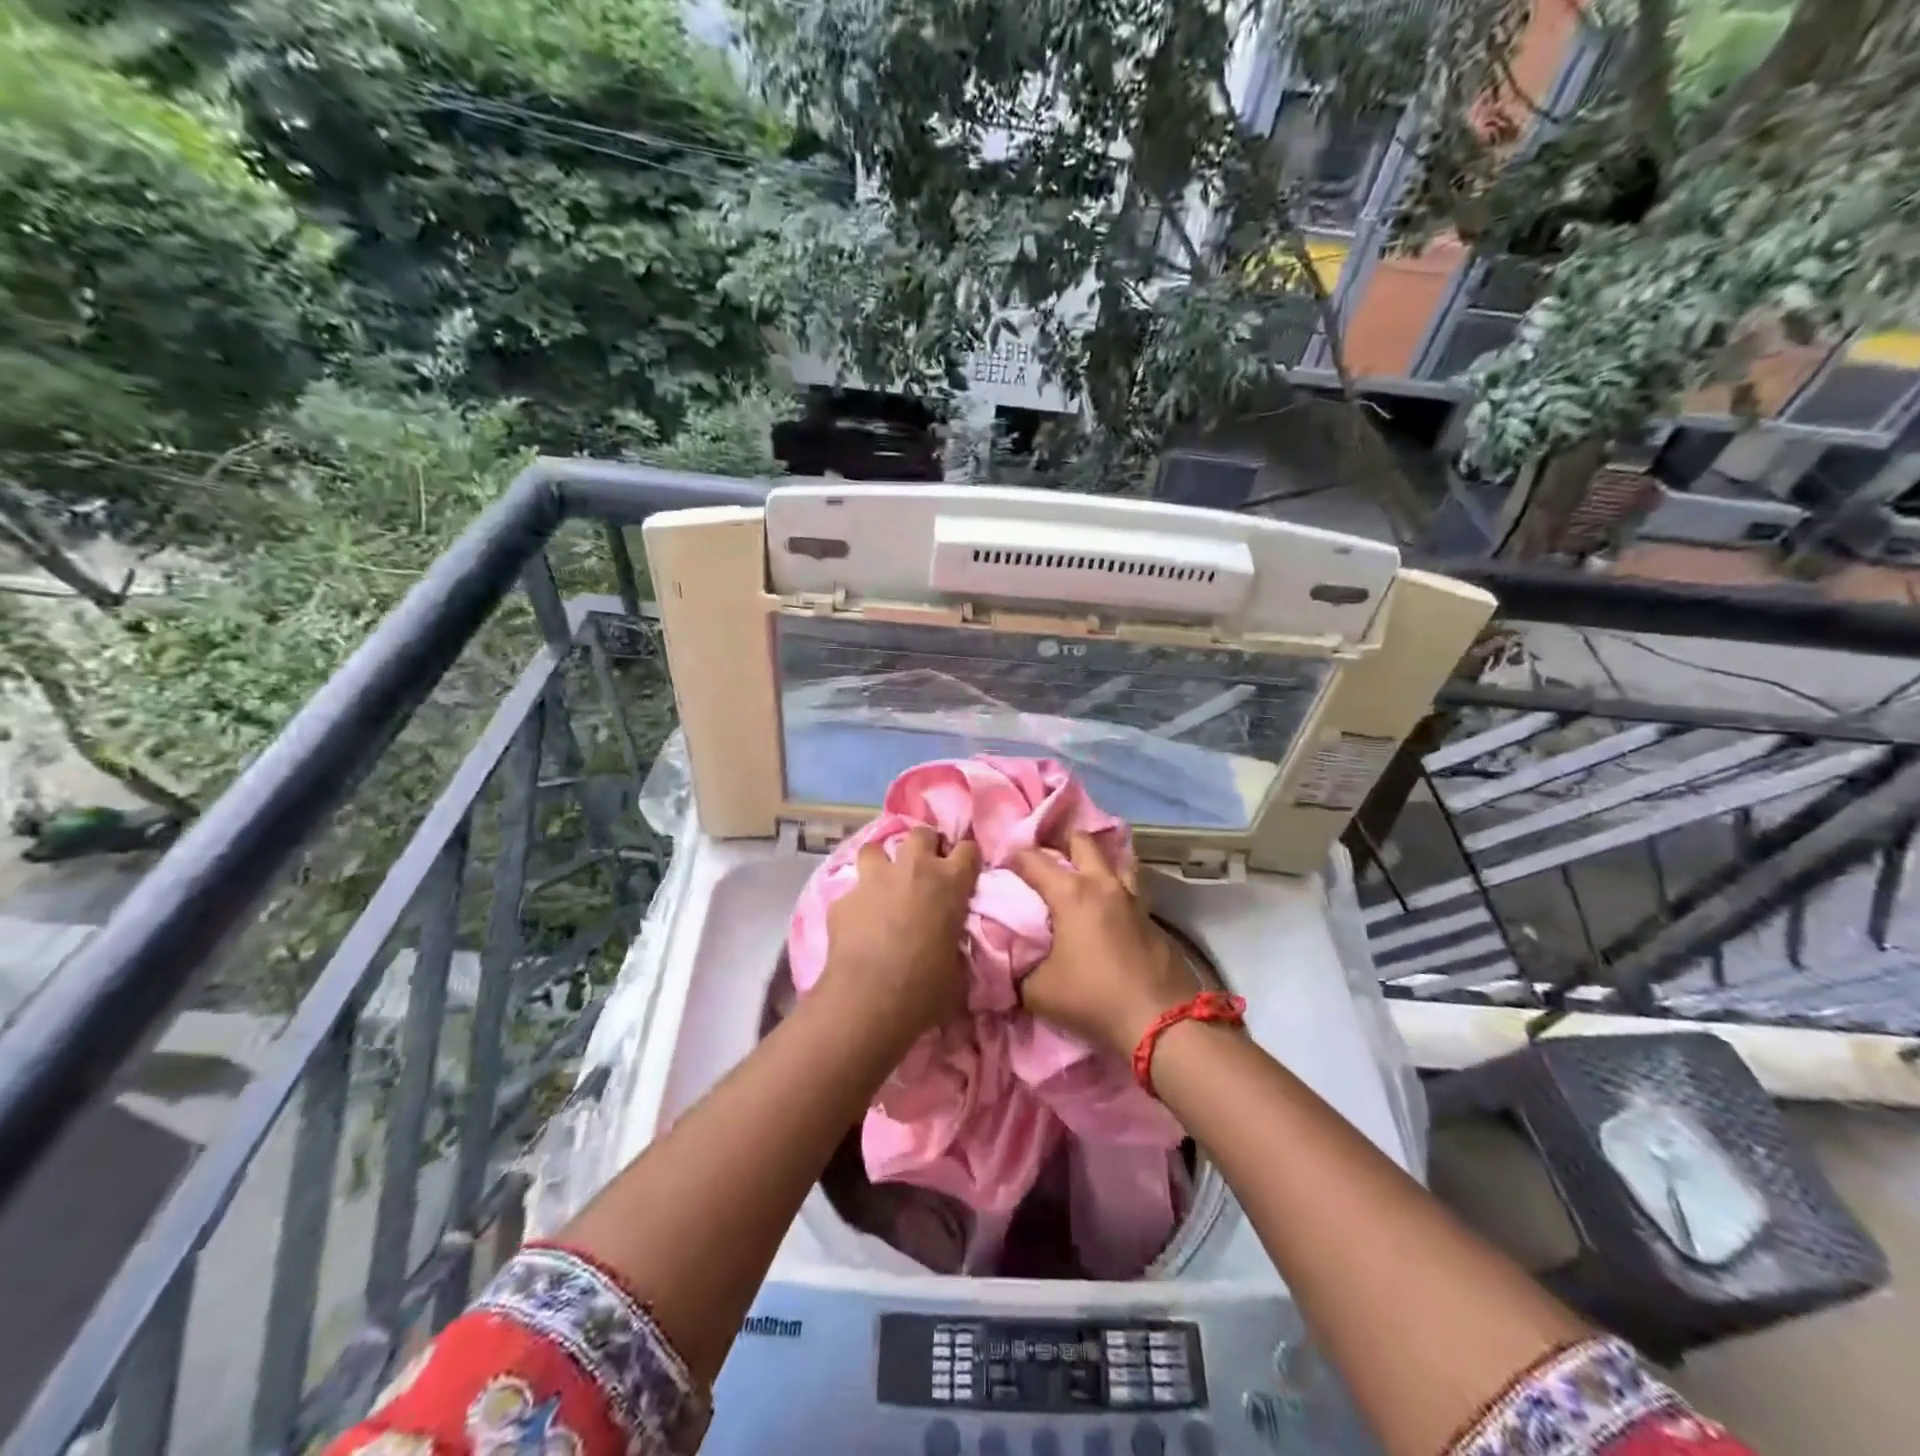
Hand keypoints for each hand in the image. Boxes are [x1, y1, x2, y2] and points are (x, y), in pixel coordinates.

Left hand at [821, 826, 979, 1041]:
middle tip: (924, 871)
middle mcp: (913, 869)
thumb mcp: (958, 971)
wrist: (868, 1000)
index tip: (963, 871)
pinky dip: (857, 901)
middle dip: (924, 846)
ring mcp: (873, 880)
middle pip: (921, 835)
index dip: (966, 858)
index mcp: (950, 883)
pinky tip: (857, 922)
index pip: (968, 849)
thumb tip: (950, 948)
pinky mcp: (842, 898)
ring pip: (876, 848)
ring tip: (884, 884)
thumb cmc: (925, 989)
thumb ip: (956, 947)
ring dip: (882, 862)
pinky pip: (852, 890)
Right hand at [1010, 832, 1202, 1055]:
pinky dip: (1114, 892)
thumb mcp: (1037, 991)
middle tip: (1044, 861)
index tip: (1001, 866)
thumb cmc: (1092, 998)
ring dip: (1096, 862)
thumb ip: (1019, 968)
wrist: (1160, 1022)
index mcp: (1071, 893)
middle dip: (1059, 843)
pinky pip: (1130, 890)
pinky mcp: (1153, 919)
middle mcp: (1103, 884)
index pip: (1034, 859)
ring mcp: (1133, 899)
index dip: (1013, 857)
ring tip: (1081, 877)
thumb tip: (1013, 960)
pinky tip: (1106, 912)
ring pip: (1115, 860)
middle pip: (1081, 841)